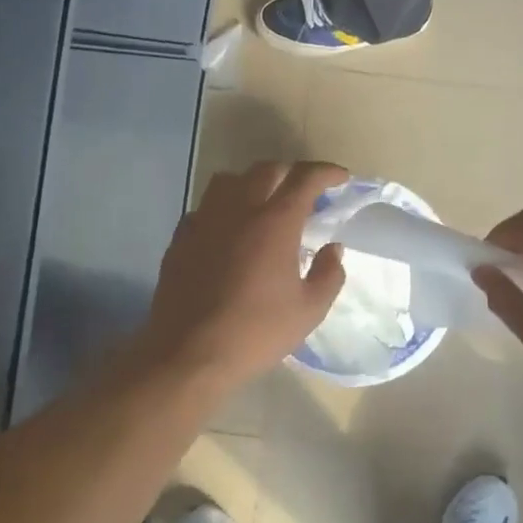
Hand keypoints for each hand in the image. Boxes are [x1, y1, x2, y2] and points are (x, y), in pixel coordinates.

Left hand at [142, 161, 348, 390]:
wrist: (189, 353)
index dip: (326, 172)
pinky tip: (228, 230)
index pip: (304, 179)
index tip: (341, 178)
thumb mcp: (309, 310)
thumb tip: (333, 249)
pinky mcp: (181, 238)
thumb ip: (328, 274)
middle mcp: (238, 210)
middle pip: (265, 170)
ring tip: (263, 201)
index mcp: (275, 223)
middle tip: (305, 190)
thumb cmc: (256, 332)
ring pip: (228, 181)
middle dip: (290, 173)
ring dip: (252, 182)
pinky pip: (205, 207)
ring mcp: (204, 221)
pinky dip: (223, 208)